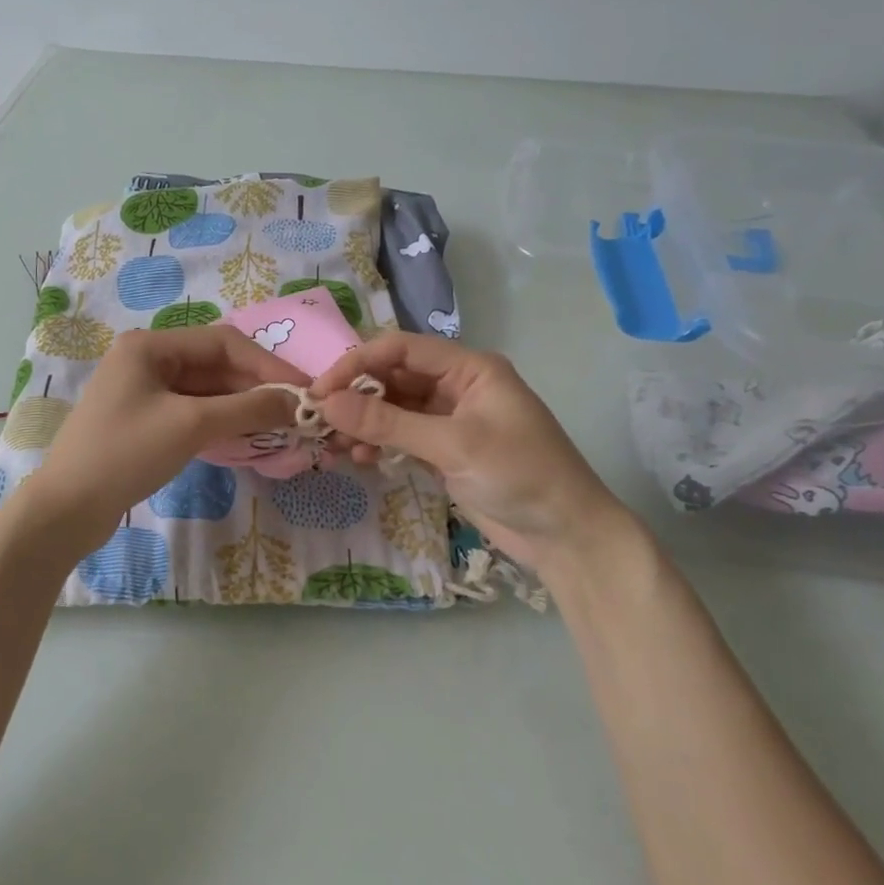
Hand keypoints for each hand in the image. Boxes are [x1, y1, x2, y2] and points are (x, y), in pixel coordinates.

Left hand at [27, 326, 306, 546]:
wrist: (67, 509)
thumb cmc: (126, 454)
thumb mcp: (191, 426)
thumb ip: (248, 409)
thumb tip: (297, 402)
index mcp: (150, 346)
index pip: (224, 342)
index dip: (268, 366)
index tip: (303, 391)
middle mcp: (146, 359)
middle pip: (215, 365)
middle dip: (256, 387)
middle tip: (296, 413)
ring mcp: (143, 391)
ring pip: (206, 390)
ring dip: (241, 405)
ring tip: (279, 425)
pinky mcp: (144, 421)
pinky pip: (192, 411)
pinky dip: (221, 421)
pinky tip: (247, 435)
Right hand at [311, 333, 626, 565]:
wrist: (565, 534)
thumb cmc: (520, 475)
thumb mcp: (453, 445)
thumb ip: (389, 423)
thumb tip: (327, 403)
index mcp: (469, 369)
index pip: (400, 350)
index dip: (357, 364)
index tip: (320, 391)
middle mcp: (456, 387)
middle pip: (393, 378)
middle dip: (355, 398)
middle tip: (318, 422)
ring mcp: (449, 421)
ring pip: (393, 411)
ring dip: (362, 424)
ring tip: (334, 446)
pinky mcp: (444, 452)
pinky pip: (401, 438)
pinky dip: (378, 444)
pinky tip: (358, 458)